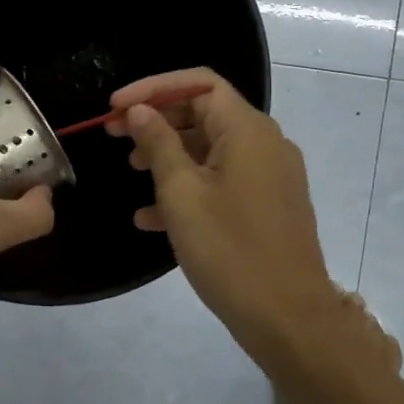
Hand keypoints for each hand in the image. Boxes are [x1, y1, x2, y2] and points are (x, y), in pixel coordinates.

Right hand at [110, 69, 386, 369]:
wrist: (289, 319)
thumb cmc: (230, 249)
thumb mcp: (182, 193)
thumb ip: (158, 144)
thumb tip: (140, 111)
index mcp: (247, 130)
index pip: (199, 83)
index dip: (153, 88)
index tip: (115, 107)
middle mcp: (264, 143)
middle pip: (204, 113)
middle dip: (156, 120)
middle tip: (113, 135)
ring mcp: (270, 176)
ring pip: (210, 149)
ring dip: (169, 154)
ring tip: (131, 171)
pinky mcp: (268, 205)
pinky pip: (223, 181)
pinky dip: (188, 187)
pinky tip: (151, 217)